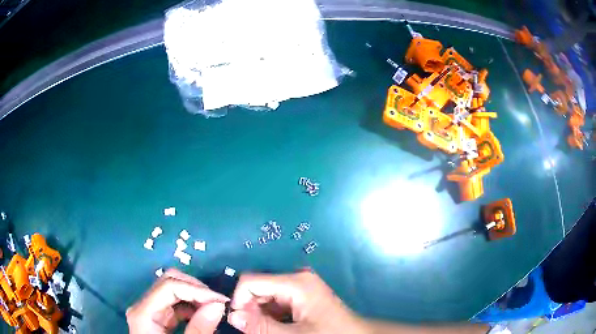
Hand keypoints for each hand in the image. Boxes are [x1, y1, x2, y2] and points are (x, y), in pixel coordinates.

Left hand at [127, 269, 228, 333]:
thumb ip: (199, 329)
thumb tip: (218, 305)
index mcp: (143, 313)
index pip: (169, 286)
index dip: (196, 289)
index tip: (221, 300)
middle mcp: (143, 306)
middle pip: (169, 283)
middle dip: (196, 289)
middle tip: (219, 303)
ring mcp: (149, 311)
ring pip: (173, 291)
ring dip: (195, 297)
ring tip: (214, 309)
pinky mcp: (157, 318)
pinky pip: (175, 305)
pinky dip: (191, 307)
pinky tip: (204, 316)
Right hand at [227, 271, 366, 333]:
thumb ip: (262, 327)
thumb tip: (232, 316)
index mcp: (296, 283)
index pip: (251, 281)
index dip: (239, 300)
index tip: (239, 322)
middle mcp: (296, 278)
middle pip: (258, 287)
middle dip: (249, 309)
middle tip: (252, 330)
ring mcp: (300, 286)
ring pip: (265, 296)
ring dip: (259, 314)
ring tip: (265, 330)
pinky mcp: (302, 295)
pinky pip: (276, 301)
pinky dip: (269, 315)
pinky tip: (276, 327)